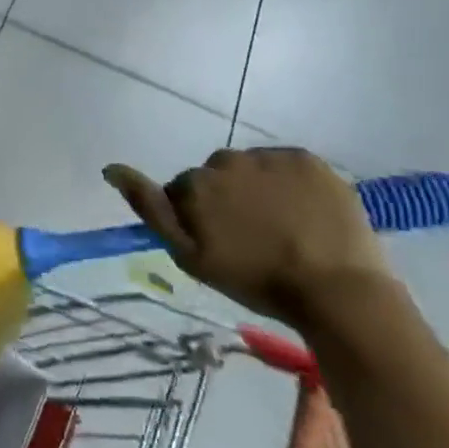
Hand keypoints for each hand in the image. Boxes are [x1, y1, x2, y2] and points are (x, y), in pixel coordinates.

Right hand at [102, 148, 389, 328]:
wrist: (337, 291)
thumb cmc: (255, 280)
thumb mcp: (189, 255)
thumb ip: (149, 208)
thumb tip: (111, 169)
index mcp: (195, 183)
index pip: (183, 191)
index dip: (198, 218)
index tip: (220, 244)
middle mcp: (226, 160)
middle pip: (217, 175)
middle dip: (227, 198)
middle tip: (252, 237)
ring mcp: (270, 157)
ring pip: (251, 169)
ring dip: (258, 189)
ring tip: (282, 227)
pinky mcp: (308, 160)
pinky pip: (286, 165)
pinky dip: (289, 183)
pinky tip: (303, 213)